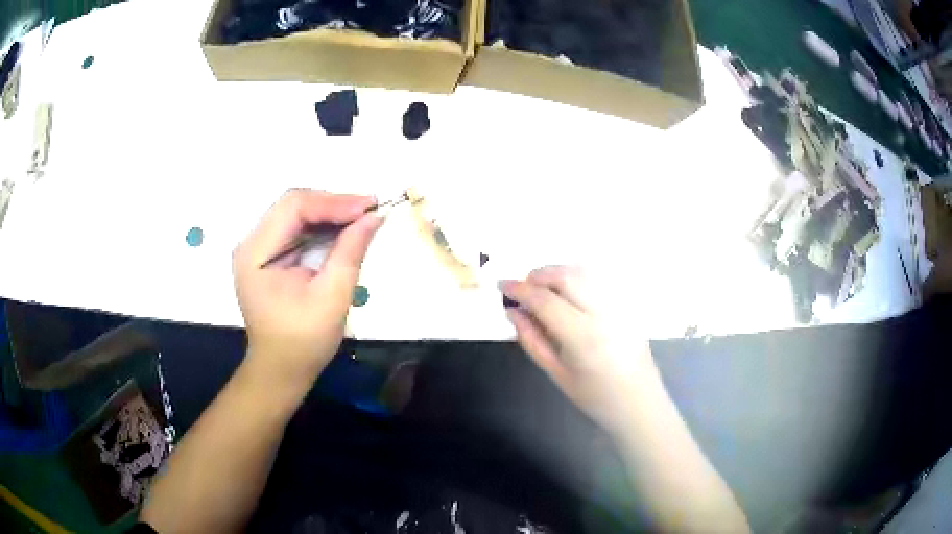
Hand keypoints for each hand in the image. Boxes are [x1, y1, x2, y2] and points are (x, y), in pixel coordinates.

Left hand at [234, 190, 382, 388]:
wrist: (282, 369)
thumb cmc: (304, 341)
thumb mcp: (332, 298)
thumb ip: (350, 252)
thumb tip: (374, 217)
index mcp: (256, 253)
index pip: (294, 207)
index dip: (333, 202)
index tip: (369, 208)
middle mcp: (252, 243)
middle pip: (294, 205)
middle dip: (334, 204)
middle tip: (370, 210)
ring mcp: (259, 248)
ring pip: (297, 213)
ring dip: (331, 213)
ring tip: (363, 217)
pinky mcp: (270, 255)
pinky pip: (298, 228)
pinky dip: (323, 226)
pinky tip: (345, 229)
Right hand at [501, 266, 661, 434]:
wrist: (638, 403)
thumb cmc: (595, 397)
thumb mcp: (556, 373)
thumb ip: (532, 340)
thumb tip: (513, 312)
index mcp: (583, 338)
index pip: (545, 300)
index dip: (520, 289)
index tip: (502, 285)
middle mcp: (603, 314)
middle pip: (566, 276)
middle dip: (539, 275)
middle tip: (523, 288)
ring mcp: (620, 307)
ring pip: (584, 272)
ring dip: (558, 273)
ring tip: (543, 289)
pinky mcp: (628, 305)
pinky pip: (599, 280)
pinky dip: (577, 278)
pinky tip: (568, 294)